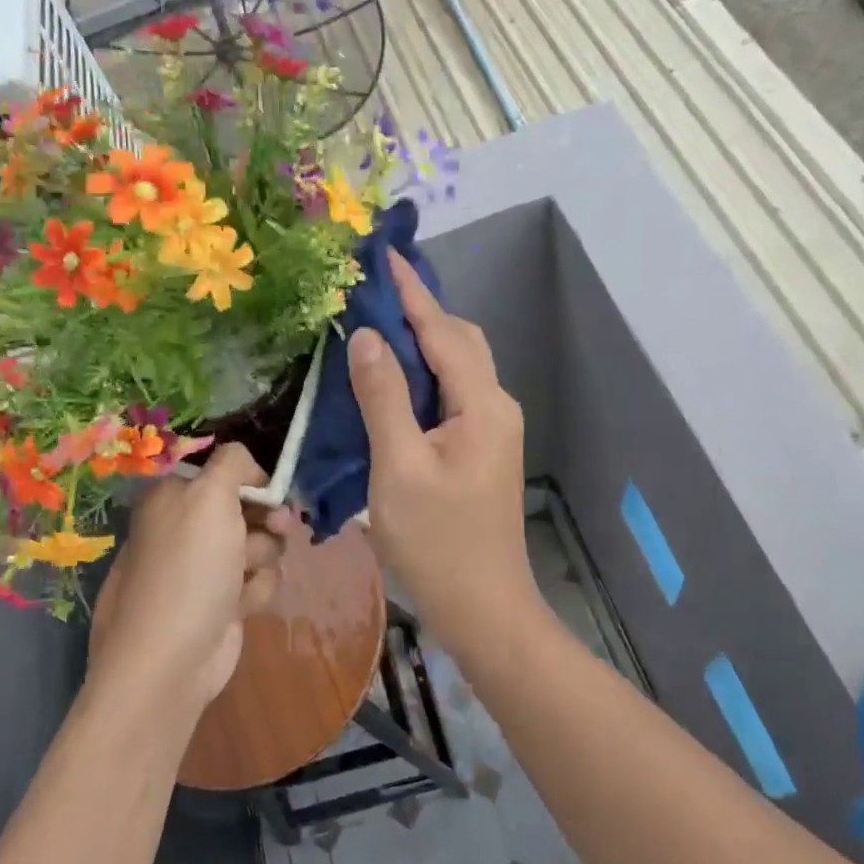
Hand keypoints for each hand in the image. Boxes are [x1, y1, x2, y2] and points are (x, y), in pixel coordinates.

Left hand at [89, 443, 286, 714]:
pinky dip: (255, 590)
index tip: (271, 490)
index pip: (222, 472)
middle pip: (247, 507)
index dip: (251, 480)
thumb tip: (247, 465)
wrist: (172, 660)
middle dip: (267, 519)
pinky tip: (240, 606)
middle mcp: (185, 528)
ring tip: (244, 576)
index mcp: (172, 497)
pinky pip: (258, 580)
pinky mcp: (222, 602)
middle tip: (279, 528)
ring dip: (262, 558)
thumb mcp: (209, 496)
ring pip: (260, 544)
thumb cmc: (189, 568)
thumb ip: (232, 463)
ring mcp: (204, 567)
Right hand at [347, 251, 536, 648]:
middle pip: (459, 341)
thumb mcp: (399, 468)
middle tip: (372, 291)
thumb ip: (384, 397)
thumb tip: (368, 337)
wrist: (484, 608)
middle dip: (419, 310)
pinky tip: (391, 379)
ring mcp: (491, 429)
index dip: (411, 292)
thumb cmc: (438, 543)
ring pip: (456, 367)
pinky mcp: (479, 448)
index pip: (443, 331)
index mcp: (481, 404)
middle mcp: (494, 406)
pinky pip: (451, 393)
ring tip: (376, 325)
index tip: (383, 255)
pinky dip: (423, 374)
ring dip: (421, 342)